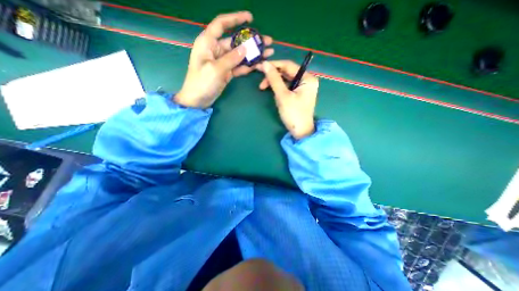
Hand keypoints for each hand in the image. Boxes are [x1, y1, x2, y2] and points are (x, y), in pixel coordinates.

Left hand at [177, 10, 274, 108]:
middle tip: (267, 41)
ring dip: (253, 54)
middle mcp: (216, 49)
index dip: (235, 18)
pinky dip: (248, 66)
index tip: (250, 18)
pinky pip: (239, 66)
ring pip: (240, 55)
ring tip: (268, 53)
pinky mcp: (227, 72)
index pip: (222, 24)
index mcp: (208, 42)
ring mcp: (223, 62)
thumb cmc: (202, 82)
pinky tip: (258, 65)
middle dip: (251, 41)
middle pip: (236, 41)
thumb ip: (231, 58)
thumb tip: (245, 48)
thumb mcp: (216, 69)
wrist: (198, 100)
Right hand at [257, 60, 317, 139]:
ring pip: (285, 80)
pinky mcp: (299, 94)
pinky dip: (279, 89)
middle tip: (260, 83)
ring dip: (274, 83)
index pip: (288, 65)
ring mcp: (303, 87)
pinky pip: (287, 87)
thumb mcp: (282, 96)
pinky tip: (274, 94)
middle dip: (273, 76)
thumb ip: (274, 79)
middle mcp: (306, 80)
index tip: (260, 67)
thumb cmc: (293, 114)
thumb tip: (264, 64)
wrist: (300, 132)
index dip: (273, 65)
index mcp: (307, 78)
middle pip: (287, 72)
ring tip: (264, 89)